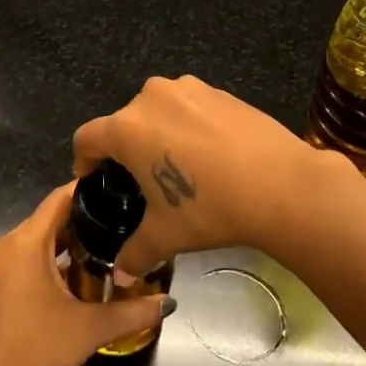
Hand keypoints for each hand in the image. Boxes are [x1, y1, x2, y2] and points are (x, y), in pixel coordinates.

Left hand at [0, 184, 170, 365]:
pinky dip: (46, 265)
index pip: (60, 199)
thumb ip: (132, 312)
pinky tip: (74, 282)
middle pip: (48, 221)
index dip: (90, 191)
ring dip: (65, 248)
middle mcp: (3, 246)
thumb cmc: (33, 353)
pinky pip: (21, 263)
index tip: (121, 191)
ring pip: (34, 244)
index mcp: (24, 242)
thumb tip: (169, 302)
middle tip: (123, 228)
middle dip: (84, 223)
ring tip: (105, 253)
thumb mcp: (88, 330)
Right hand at [72, 74, 361, 277]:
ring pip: (158, 109)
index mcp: (128, 128)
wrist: (281, 185)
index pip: (87, 137)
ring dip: (158, 132)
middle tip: (140, 180)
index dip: (84, 160)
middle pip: (124, 121)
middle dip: (125, 148)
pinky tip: (209, 154)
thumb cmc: (210, 208)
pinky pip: (189, 106)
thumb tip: (119, 276)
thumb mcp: (166, 235)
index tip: (92, 177)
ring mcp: (188, 89)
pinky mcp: (219, 90)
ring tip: (177, 164)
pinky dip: (188, 125)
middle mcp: (151, 98)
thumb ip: (134, 252)